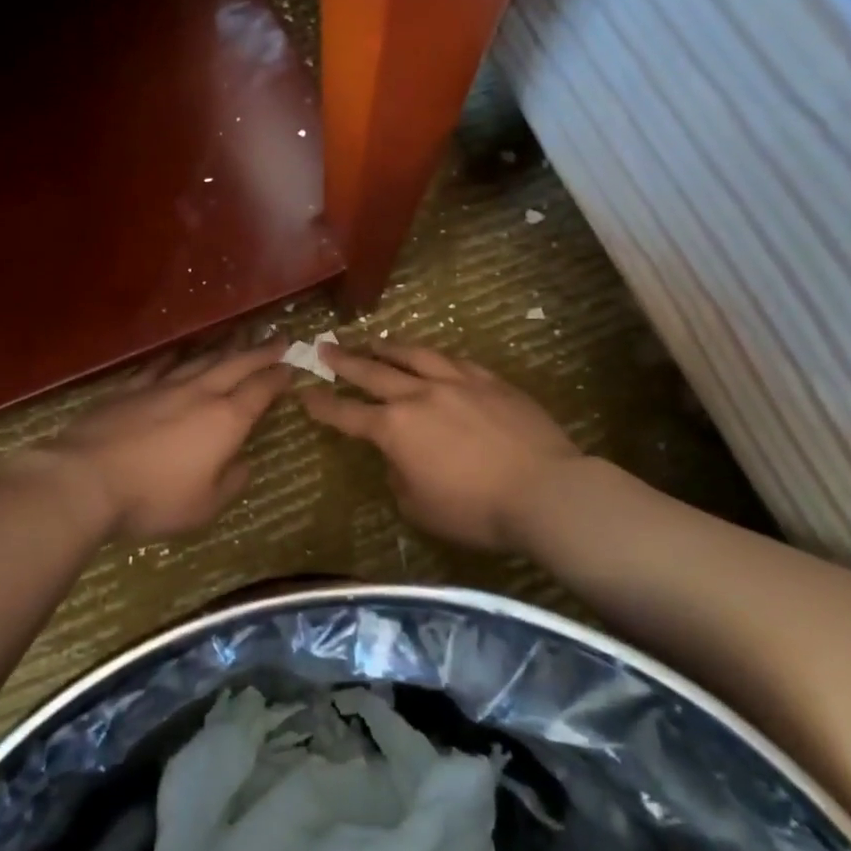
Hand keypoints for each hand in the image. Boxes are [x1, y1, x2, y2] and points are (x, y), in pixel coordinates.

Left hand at [34, 343, 292, 542]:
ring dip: (224, 348)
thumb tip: (243, 464)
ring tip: (239, 337)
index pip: (261, 390)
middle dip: (261, 351)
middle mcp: (198, 393)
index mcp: (225, 420)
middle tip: (280, 338)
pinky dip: (176, 356)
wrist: (86, 478)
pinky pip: (160, 365)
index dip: (279, 377)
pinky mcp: (130, 388)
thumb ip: (230, 482)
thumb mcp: (204, 507)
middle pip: (236, 364)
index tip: (293, 366)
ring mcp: (162, 386)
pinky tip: (181, 351)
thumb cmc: (153, 498)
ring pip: (201, 359)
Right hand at [300, 343, 580, 551]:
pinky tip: (431, 354)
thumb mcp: (420, 507)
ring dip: (387, 347)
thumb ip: (399, 477)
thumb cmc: (476, 510)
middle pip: (372, 372)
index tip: (305, 394)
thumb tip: (400, 458)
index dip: (322, 405)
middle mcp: (419, 395)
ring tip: (373, 340)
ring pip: (413, 355)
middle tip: (324, 347)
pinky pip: (454, 360)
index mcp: (395, 429)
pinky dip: (434, 356)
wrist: (545, 490)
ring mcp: (456, 382)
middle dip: (344, 361)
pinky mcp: (489, 380)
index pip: (347, 414)